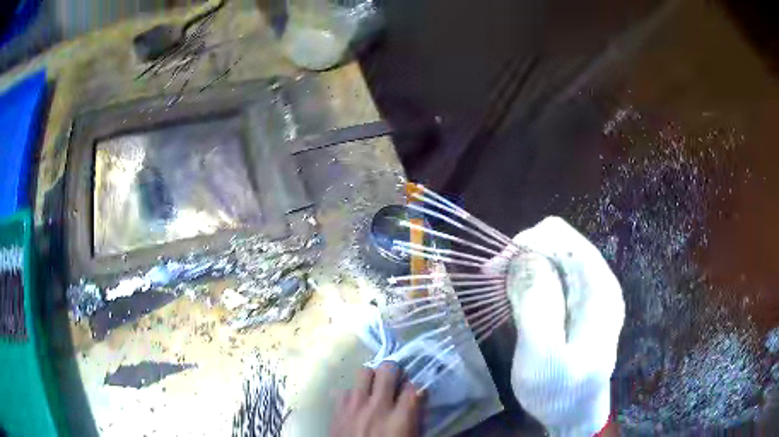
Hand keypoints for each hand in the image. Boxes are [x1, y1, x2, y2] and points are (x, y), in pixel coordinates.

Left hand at [331, 362, 424, 436]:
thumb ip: (414, 420)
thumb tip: (416, 404)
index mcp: (400, 419)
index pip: (415, 388)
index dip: (417, 387)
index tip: (416, 392)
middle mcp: (378, 407)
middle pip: (388, 370)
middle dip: (395, 371)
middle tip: (396, 380)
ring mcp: (354, 406)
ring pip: (364, 372)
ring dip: (372, 378)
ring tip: (375, 388)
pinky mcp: (337, 410)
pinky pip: (345, 390)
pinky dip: (353, 394)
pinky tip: (357, 404)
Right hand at [502, 217, 623, 435]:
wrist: (575, 415)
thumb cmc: (560, 393)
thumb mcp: (543, 357)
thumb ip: (537, 305)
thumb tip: (523, 259)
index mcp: (598, 287)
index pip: (560, 237)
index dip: (524, 245)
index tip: (493, 271)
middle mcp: (598, 281)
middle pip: (557, 243)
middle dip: (521, 256)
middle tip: (493, 283)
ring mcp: (590, 293)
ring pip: (553, 258)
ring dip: (524, 269)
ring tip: (503, 294)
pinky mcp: (579, 305)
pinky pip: (553, 278)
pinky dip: (530, 282)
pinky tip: (518, 303)